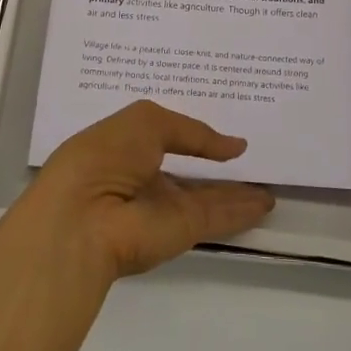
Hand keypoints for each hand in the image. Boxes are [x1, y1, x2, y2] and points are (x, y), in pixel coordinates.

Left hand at [2, 101, 275, 284]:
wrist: (83, 219)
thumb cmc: (104, 156)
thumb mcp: (147, 122)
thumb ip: (192, 132)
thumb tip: (233, 146)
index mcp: (123, 146)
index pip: (162, 136)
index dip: (187, 130)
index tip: (217, 120)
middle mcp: (143, 177)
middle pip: (187, 170)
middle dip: (214, 162)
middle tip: (250, 152)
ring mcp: (163, 207)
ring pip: (206, 196)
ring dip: (235, 190)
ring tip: (267, 181)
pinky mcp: (182, 231)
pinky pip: (217, 216)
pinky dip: (242, 210)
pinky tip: (266, 202)